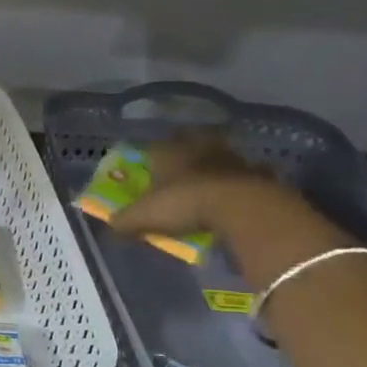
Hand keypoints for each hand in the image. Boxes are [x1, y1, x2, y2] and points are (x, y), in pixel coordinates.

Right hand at [107, 134, 274, 240]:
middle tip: (182, 164)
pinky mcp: (256, 173)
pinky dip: (244, 179)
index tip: (148, 165)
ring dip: (215, 162)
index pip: (153, 147)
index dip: (149, 156)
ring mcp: (229, 158)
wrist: (239, 206)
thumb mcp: (145, 216)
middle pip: (189, 141)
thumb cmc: (183, 203)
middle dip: (185, 149)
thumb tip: (110, 225)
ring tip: (211, 177)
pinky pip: (248, 172)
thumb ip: (125, 220)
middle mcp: (198, 148)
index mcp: (167, 152)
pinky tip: (241, 190)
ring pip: (219, 153)